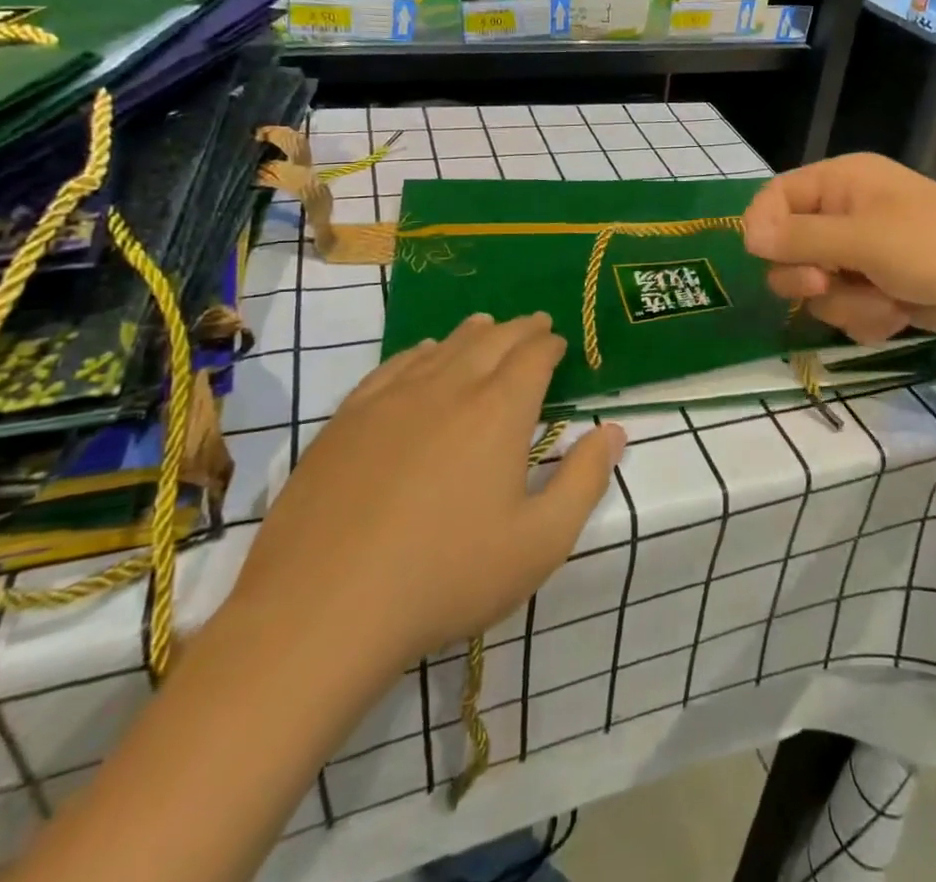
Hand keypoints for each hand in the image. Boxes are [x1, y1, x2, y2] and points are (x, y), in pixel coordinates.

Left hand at [226, 313, 624, 701]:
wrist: (321, 610)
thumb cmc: (446, 577)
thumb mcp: (539, 542)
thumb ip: (584, 480)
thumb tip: (614, 430)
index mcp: (499, 410)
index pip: (533, 356)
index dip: (550, 344)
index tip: (559, 342)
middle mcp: (449, 387)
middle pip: (491, 341)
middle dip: (519, 329)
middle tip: (534, 324)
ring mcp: (392, 399)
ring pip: (443, 347)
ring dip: (472, 333)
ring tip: (486, 326)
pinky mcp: (348, 419)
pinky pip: (393, 366)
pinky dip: (418, 352)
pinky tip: (422, 354)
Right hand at [742, 154, 935, 343]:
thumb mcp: (865, 239)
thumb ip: (802, 238)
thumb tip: (747, 234)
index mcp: (838, 183)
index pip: (772, 199)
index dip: (765, 231)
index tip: (772, 261)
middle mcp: (842, 214)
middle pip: (787, 250)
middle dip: (809, 278)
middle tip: (830, 284)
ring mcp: (859, 253)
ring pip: (816, 289)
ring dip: (846, 304)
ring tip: (886, 301)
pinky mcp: (875, 287)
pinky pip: (844, 308)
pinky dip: (866, 317)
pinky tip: (897, 313)